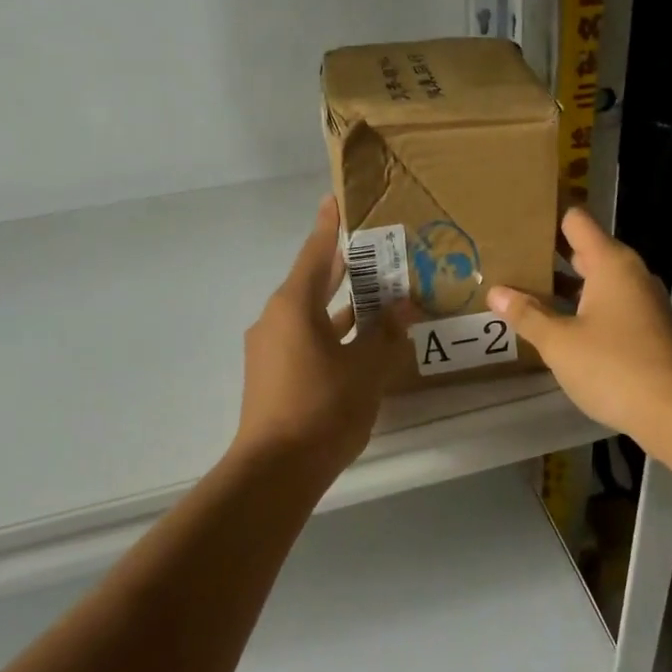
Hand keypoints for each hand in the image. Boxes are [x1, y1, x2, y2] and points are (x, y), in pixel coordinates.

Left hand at [233, 195, 405, 480]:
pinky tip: (361, 342)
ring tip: (380, 294)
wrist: (275, 471)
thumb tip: (400, 305)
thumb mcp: (366, 368)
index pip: (316, 253)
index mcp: (294, 306)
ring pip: (312, 314)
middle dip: (344, 266)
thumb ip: (384, 333)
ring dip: (342, 305)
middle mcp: (276, 319)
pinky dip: (332, 332)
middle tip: (376, 247)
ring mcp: (271, 348)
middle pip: (313, 281)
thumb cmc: (323, 409)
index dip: (330, 225)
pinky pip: (307, 339)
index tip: (338, 199)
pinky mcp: (273, 374)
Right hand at [487, 207, 671, 441]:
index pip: (576, 220)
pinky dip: (580, 309)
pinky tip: (554, 327)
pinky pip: (606, 306)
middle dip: (547, 256)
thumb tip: (497, 292)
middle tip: (507, 261)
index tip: (515, 223)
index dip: (546, 218)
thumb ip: (527, 315)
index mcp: (610, 263)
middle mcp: (629, 274)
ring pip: (595, 282)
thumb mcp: (560, 343)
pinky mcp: (645, 329)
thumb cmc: (614, 367)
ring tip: (520, 293)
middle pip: (584, 250)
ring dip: (562, 288)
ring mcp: (641, 302)